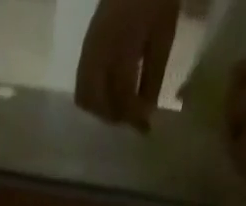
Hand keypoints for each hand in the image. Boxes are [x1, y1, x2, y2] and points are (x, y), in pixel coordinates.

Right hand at [75, 0, 181, 130]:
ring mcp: (88, 52)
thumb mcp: (163, 35)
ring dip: (102, 110)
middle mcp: (98, 54)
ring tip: (120, 108)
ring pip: (85, 98)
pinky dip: (94, 98)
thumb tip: (146, 113)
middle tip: (133, 118)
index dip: (134, 117)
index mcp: (121, 48)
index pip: (122, 98)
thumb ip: (154, 76)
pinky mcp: (85, 50)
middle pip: (99, 103)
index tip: (146, 129)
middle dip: (116, 116)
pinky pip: (82, 85)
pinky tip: (110, 94)